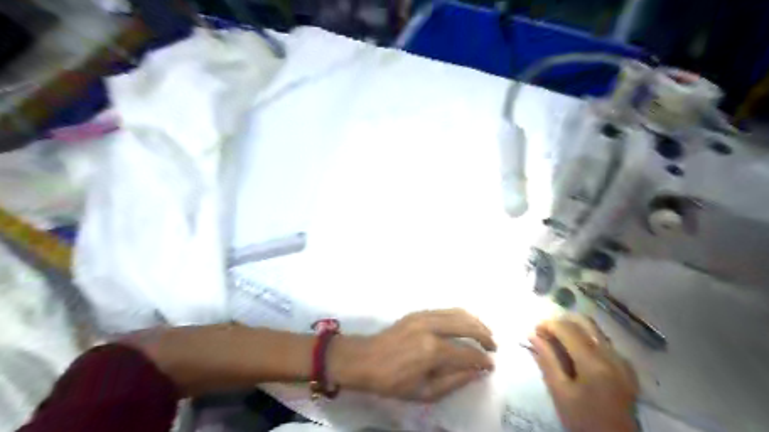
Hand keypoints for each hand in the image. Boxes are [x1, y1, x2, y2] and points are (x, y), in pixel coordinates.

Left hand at [327, 308, 495, 401]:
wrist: (365, 359)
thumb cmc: (393, 381)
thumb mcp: (424, 392)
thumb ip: (453, 381)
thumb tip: (476, 372)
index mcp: (432, 351)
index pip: (467, 353)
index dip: (482, 360)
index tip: (490, 366)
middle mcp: (431, 328)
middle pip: (466, 325)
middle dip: (484, 335)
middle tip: (493, 346)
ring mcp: (423, 316)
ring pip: (457, 312)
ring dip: (475, 322)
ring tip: (485, 333)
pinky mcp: (417, 312)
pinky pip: (445, 310)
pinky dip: (460, 315)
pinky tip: (465, 323)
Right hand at [532, 313, 639, 430]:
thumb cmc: (583, 421)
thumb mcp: (559, 393)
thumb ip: (547, 360)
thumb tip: (533, 335)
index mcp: (594, 363)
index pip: (568, 329)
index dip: (548, 324)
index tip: (534, 330)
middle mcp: (612, 356)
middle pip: (585, 323)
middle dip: (562, 322)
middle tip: (544, 333)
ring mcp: (622, 362)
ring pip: (595, 330)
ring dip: (574, 329)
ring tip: (557, 341)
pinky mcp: (626, 369)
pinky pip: (604, 343)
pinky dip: (586, 339)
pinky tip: (576, 354)